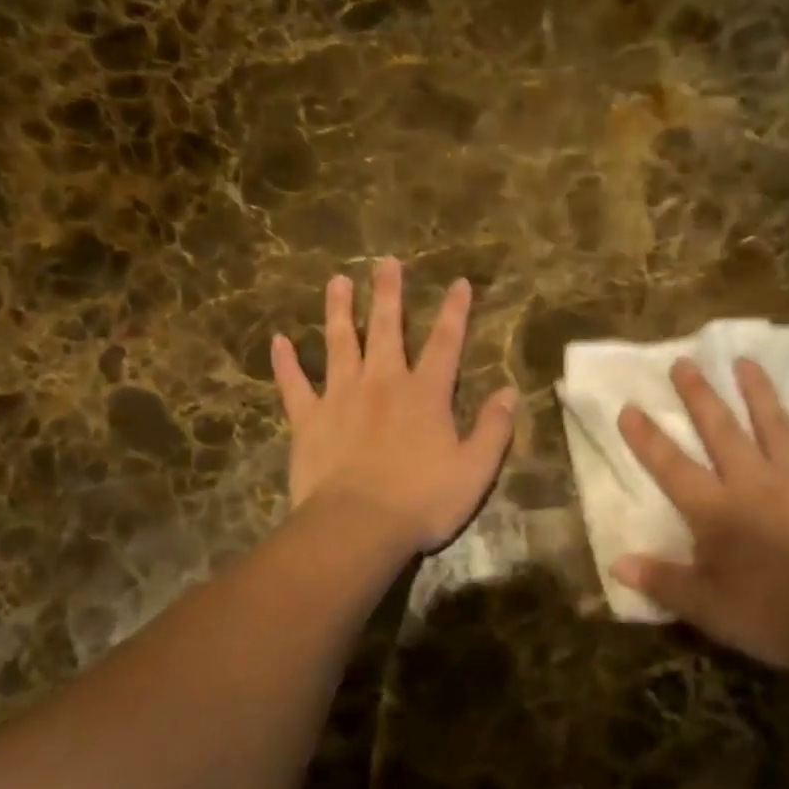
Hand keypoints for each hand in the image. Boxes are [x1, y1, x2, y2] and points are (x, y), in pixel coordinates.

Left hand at [272, 257, 517, 556]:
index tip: (458, 282)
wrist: (358, 526)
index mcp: (426, 394)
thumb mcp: (475, 470)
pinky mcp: (309, 420)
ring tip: (337, 282)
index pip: (446, 343)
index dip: (455, 311)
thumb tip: (509, 393)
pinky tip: (279, 341)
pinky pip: (294, 384)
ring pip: (339, 343)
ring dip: (338, 311)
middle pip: (386, 329)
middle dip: (389, 294)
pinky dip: (286, 363)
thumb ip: (494, 429)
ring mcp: (341, 397)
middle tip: (386, 262)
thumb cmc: (422, 501)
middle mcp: (383, 384)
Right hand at [613, 357, 788, 674]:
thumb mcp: (706, 608)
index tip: (630, 407)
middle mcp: (754, 481)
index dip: (648, 438)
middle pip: (721, 430)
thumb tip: (616, 563)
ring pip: (774, 422)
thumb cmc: (771, 615)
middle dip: (699, 395)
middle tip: (685, 362)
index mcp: (716, 511)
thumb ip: (661, 581)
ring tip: (743, 361)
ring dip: (756, 390)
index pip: (672, 467)